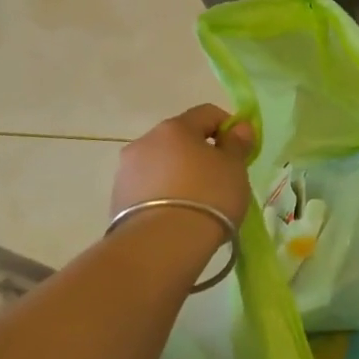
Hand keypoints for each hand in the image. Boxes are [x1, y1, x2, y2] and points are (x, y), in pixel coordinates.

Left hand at [111, 104, 256, 225]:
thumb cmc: (207, 197)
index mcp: (175, 127)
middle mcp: (145, 141)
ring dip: (179, 173)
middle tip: (220, 178)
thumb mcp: (234, 168)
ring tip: (196, 202)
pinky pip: (148, 188)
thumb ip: (237, 143)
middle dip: (200, 152)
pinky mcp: (117, 199)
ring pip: (161, 163)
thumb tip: (239, 127)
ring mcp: (126, 170)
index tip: (240, 150)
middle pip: (180, 138)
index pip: (207, 113)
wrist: (161, 245)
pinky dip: (163, 194)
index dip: (228, 126)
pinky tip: (177, 215)